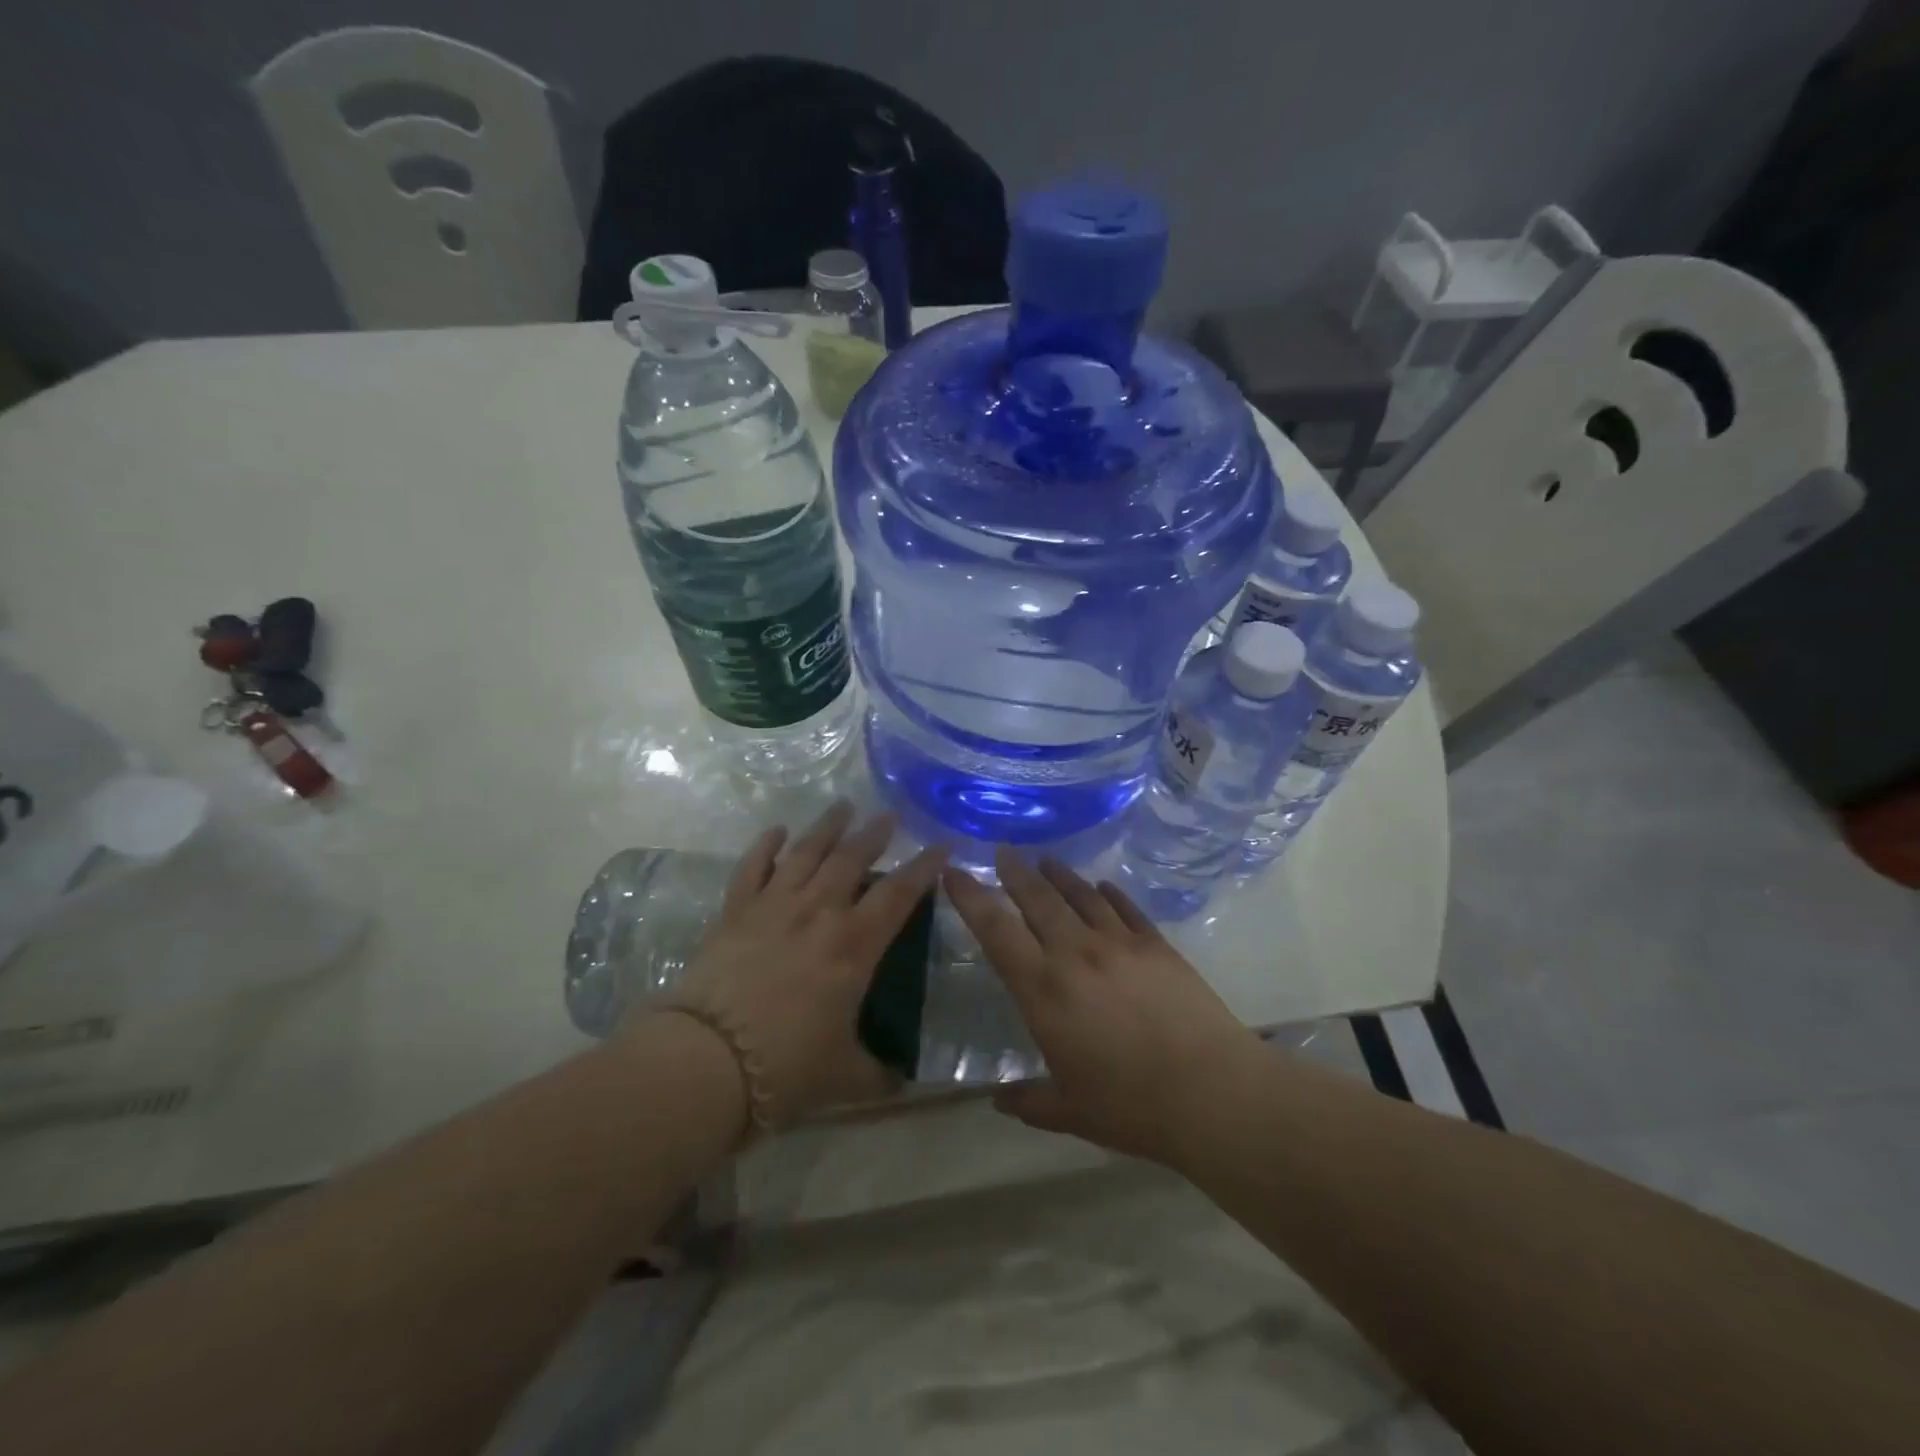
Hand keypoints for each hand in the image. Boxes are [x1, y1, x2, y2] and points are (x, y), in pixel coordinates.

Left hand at [666, 802, 945, 1129]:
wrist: (706, 1062)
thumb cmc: (786, 1068)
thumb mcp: (845, 1078)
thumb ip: (878, 1073)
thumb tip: (902, 1081)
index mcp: (853, 946)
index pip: (899, 894)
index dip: (924, 867)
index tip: (941, 845)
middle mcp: (818, 913)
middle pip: (852, 858)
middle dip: (875, 834)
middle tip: (889, 816)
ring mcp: (773, 907)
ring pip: (806, 852)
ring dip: (827, 826)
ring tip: (843, 806)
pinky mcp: (734, 912)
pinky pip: (753, 867)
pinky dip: (766, 845)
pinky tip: (777, 831)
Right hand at [944, 849, 1255, 1165]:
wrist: (1210, 1092)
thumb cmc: (1130, 1106)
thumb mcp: (1069, 1111)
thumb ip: (1029, 1101)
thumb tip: (998, 1100)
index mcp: (1043, 990)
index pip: (996, 931)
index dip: (971, 897)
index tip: (954, 872)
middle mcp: (1075, 954)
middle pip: (1037, 899)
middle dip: (1014, 872)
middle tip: (1002, 851)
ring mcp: (1119, 944)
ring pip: (1079, 896)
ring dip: (1058, 875)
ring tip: (1045, 860)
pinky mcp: (1156, 945)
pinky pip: (1125, 908)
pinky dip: (1108, 893)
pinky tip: (1102, 886)